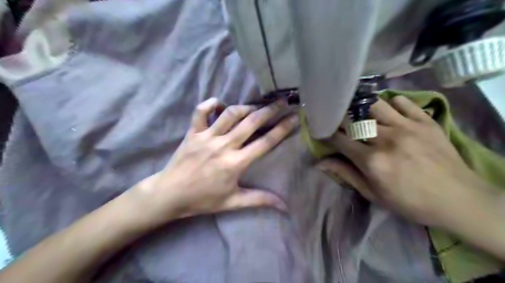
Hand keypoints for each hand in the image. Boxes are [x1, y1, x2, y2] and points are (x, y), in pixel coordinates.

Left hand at [132, 97, 296, 225]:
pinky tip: (219, 103)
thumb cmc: (203, 199)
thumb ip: (260, 200)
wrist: (170, 195)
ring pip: (230, 114)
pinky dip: (210, 104)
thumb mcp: (233, 202)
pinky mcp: (192, 132)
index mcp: (235, 163)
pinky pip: (200, 111)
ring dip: (245, 107)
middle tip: (281, 102)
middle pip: (251, 122)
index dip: (282, 129)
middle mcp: (223, 146)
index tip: (293, 118)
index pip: (265, 142)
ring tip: (255, 106)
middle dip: (269, 110)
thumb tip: (284, 206)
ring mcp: (206, 137)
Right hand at [317, 96, 486, 226]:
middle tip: (339, 121)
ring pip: (375, 105)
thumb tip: (320, 163)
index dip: (328, 134)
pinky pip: (403, 102)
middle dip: (341, 118)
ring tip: (361, 113)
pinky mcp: (425, 121)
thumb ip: (346, 174)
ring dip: (363, 108)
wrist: (459, 200)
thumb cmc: (410, 201)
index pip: (340, 140)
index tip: (323, 131)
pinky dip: (392, 103)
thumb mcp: (373, 194)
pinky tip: (389, 112)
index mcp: (372, 161)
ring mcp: (407, 127)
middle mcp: (386, 139)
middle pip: (354, 119)